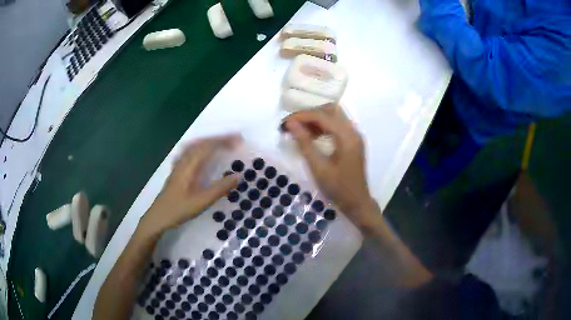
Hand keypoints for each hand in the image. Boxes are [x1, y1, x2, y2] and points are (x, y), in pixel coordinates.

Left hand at [138, 135, 240, 236]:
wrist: (158, 217)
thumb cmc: (179, 210)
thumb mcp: (201, 201)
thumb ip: (219, 188)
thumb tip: (238, 176)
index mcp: (189, 166)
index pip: (207, 146)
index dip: (223, 140)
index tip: (238, 140)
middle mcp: (183, 161)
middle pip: (200, 143)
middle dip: (218, 138)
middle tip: (234, 140)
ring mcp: (178, 165)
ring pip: (194, 146)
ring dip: (208, 141)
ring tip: (221, 142)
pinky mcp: (176, 171)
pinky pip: (189, 152)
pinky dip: (199, 147)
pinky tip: (200, 153)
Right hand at [282, 105, 379, 229]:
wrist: (357, 203)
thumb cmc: (338, 188)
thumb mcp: (318, 167)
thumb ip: (304, 143)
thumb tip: (291, 124)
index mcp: (347, 136)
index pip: (322, 116)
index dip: (301, 116)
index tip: (284, 123)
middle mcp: (353, 131)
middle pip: (330, 110)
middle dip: (309, 114)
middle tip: (293, 126)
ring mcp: (354, 135)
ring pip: (334, 116)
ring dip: (316, 119)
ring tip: (299, 131)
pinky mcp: (352, 141)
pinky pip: (337, 125)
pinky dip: (323, 126)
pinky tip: (312, 136)